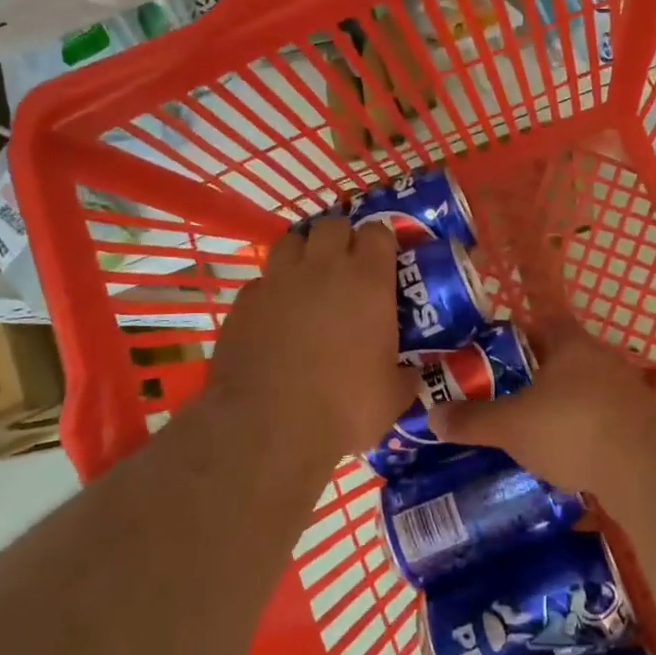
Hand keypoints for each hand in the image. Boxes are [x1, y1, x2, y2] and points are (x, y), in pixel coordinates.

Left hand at [202, 218, 416, 463]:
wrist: (270, 429)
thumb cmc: (346, 409)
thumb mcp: (393, 396)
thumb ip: (405, 374)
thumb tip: (412, 372)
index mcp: (368, 281)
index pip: (378, 231)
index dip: (381, 242)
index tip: (383, 260)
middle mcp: (322, 268)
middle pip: (333, 225)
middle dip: (341, 239)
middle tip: (346, 268)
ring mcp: (278, 281)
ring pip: (291, 241)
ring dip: (303, 254)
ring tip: (307, 281)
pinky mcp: (243, 302)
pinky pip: (261, 281)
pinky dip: (271, 291)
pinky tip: (274, 316)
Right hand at [427, 321, 655, 491]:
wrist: (644, 468)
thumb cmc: (571, 428)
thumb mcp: (511, 426)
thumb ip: (472, 420)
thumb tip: (431, 415)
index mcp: (570, 344)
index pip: (543, 322)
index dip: (519, 333)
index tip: (495, 352)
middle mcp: (601, 358)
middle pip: (564, 356)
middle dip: (537, 374)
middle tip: (506, 393)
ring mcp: (626, 391)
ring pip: (585, 389)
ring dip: (563, 404)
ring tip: (533, 427)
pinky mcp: (640, 424)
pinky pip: (602, 419)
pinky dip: (584, 431)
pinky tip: (567, 454)